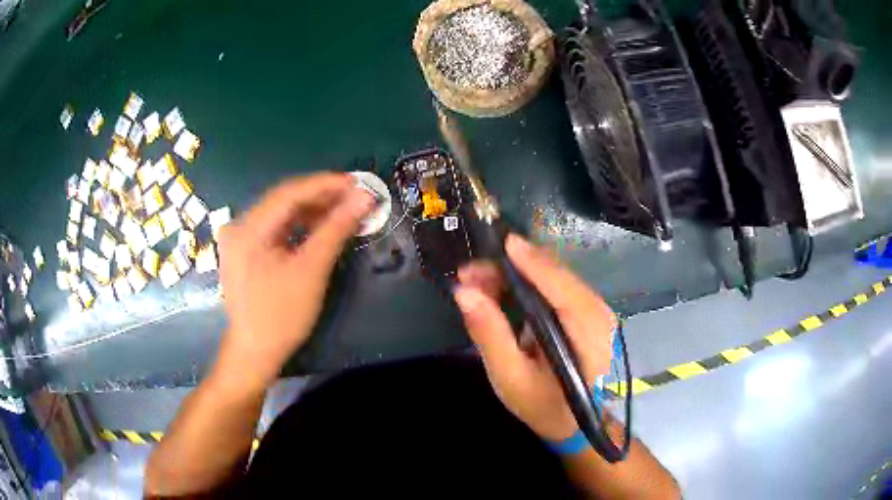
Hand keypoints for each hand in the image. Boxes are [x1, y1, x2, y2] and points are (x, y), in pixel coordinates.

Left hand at [216, 173, 374, 390]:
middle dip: (321, 197)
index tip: (357, 183)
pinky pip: (275, 228)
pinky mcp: (245, 250)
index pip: (290, 192)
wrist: (255, 352)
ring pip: (281, 213)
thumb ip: (336, 229)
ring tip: (343, 210)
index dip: (326, 184)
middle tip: (355, 197)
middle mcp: (239, 225)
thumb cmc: (281, 316)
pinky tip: (320, 226)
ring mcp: (239, 238)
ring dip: (312, 210)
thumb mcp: (311, 271)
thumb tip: (364, 198)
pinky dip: (299, 226)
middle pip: (284, 199)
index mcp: (248, 228)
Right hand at [454, 234, 614, 441]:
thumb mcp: (511, 378)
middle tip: (470, 274)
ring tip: (479, 281)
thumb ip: (490, 335)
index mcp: (589, 336)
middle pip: (558, 277)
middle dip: (514, 268)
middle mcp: (600, 316)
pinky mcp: (589, 312)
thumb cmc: (544, 406)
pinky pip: (559, 287)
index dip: (533, 263)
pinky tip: (503, 288)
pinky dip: (530, 282)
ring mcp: (598, 312)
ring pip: (557, 278)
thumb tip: (464, 293)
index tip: (502, 244)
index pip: (562, 288)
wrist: (577, 424)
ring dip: (519, 274)